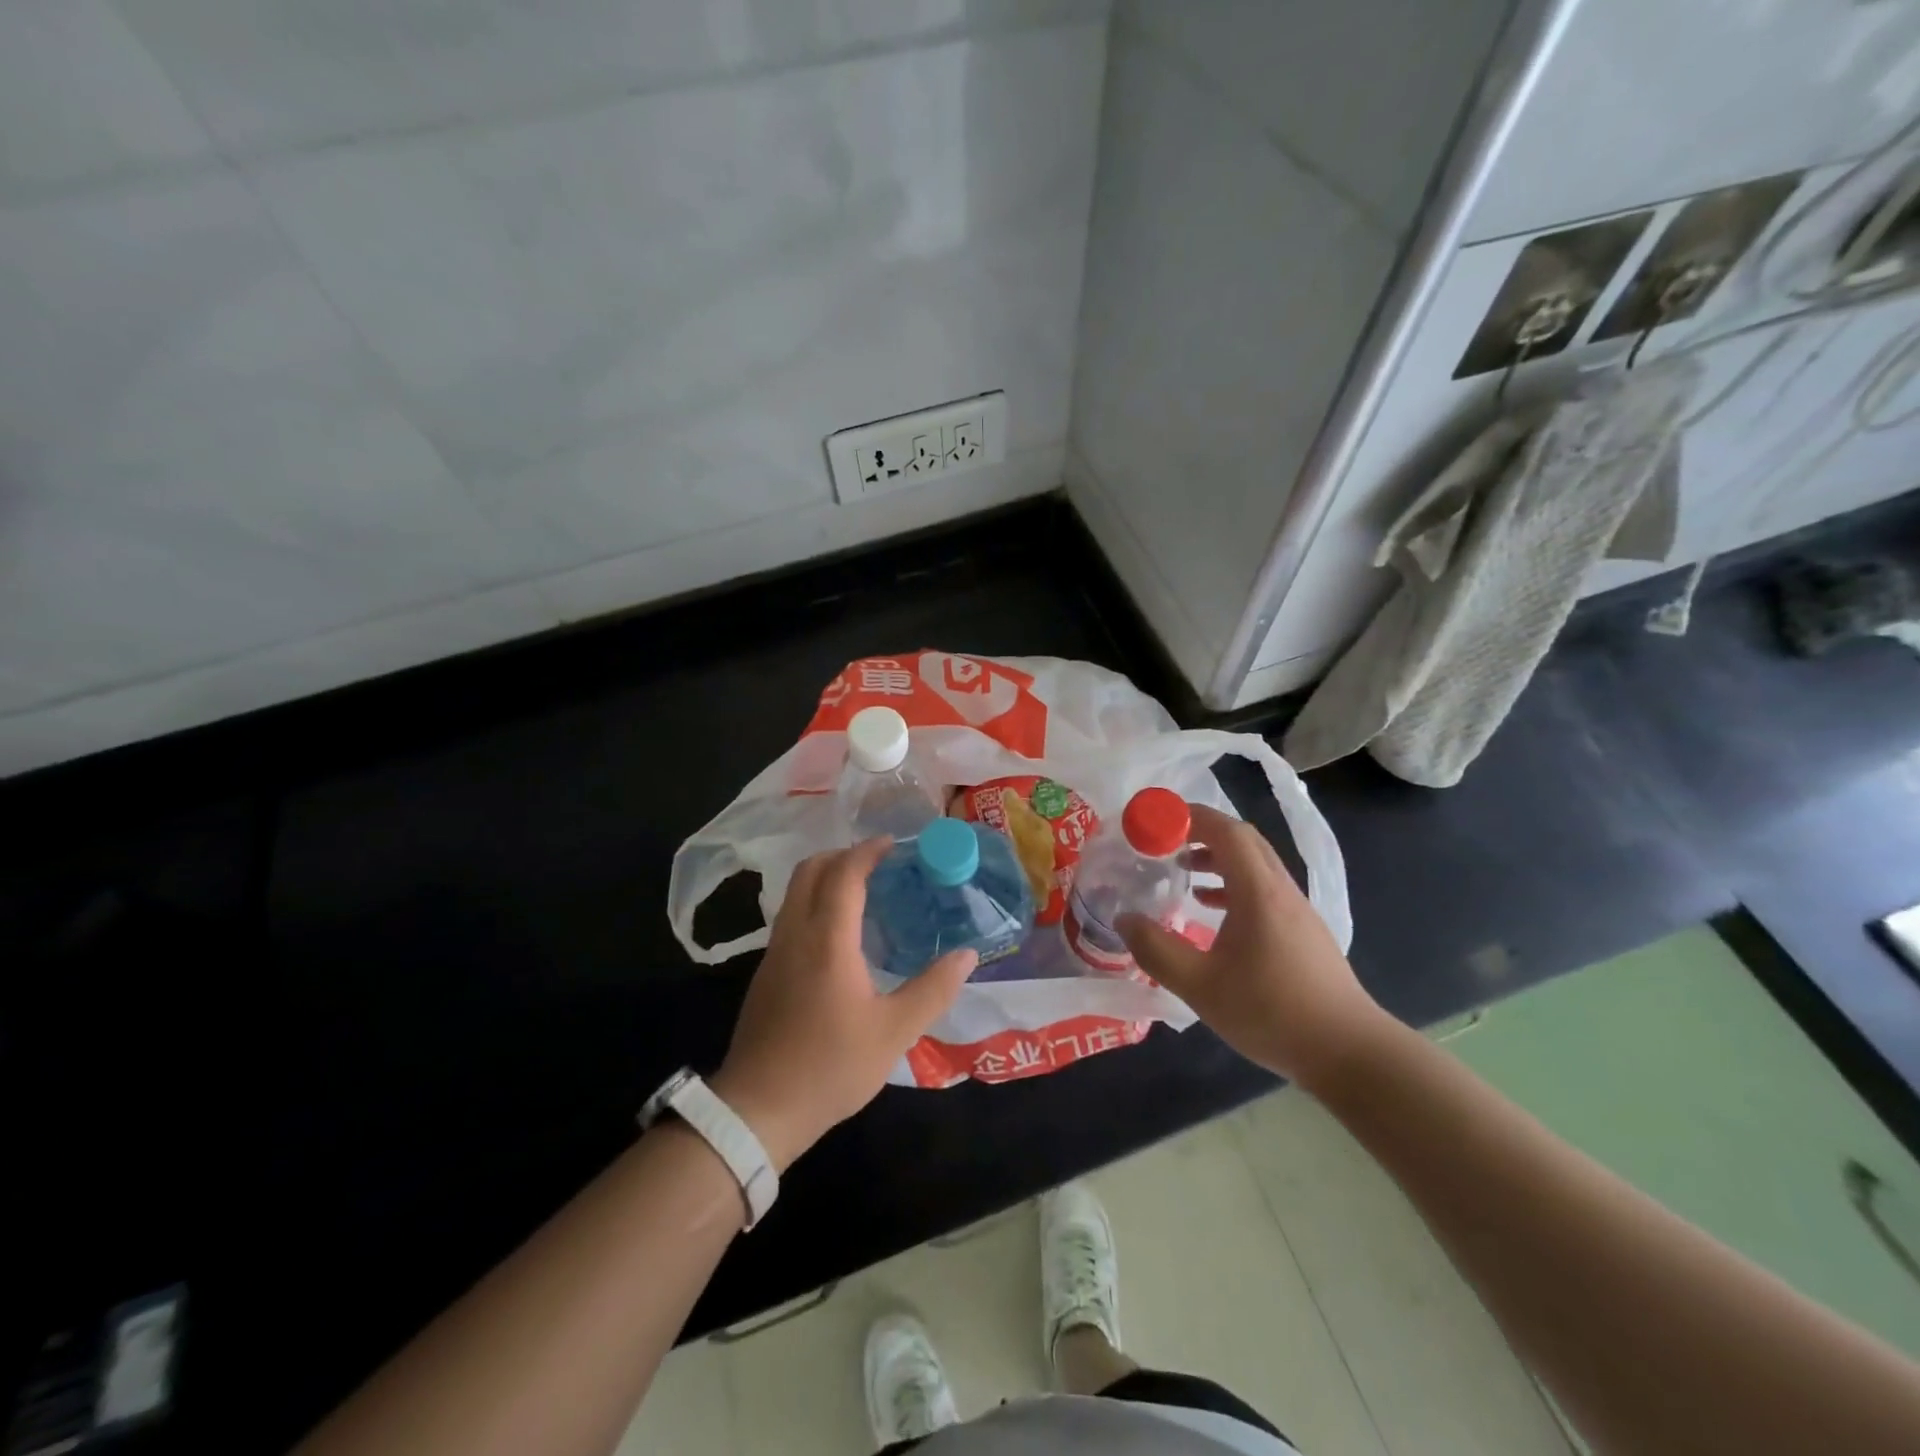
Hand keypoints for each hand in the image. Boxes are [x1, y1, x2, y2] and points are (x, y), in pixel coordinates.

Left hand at [710, 838, 975, 1169]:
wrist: (758, 1109)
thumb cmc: (831, 1066)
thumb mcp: (895, 1032)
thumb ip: (933, 989)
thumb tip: (967, 955)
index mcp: (828, 939)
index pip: (844, 873)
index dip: (868, 852)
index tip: (894, 845)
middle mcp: (796, 934)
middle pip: (810, 870)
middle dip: (843, 855)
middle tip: (878, 863)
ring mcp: (774, 953)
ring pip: (794, 892)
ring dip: (825, 878)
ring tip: (862, 892)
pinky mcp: (765, 973)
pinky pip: (790, 917)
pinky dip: (814, 903)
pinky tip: (838, 934)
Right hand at [1118, 802, 1385, 1088]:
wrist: (1349, 1052)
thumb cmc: (1271, 1012)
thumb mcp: (1200, 985)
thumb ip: (1156, 950)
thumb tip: (1125, 919)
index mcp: (1258, 892)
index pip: (1227, 831)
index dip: (1191, 817)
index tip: (1157, 820)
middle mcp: (1281, 890)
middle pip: (1243, 840)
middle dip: (1202, 831)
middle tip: (1165, 841)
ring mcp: (1297, 909)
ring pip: (1255, 864)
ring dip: (1218, 857)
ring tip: (1183, 871)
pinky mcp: (1303, 930)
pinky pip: (1263, 888)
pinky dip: (1233, 884)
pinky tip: (1212, 909)